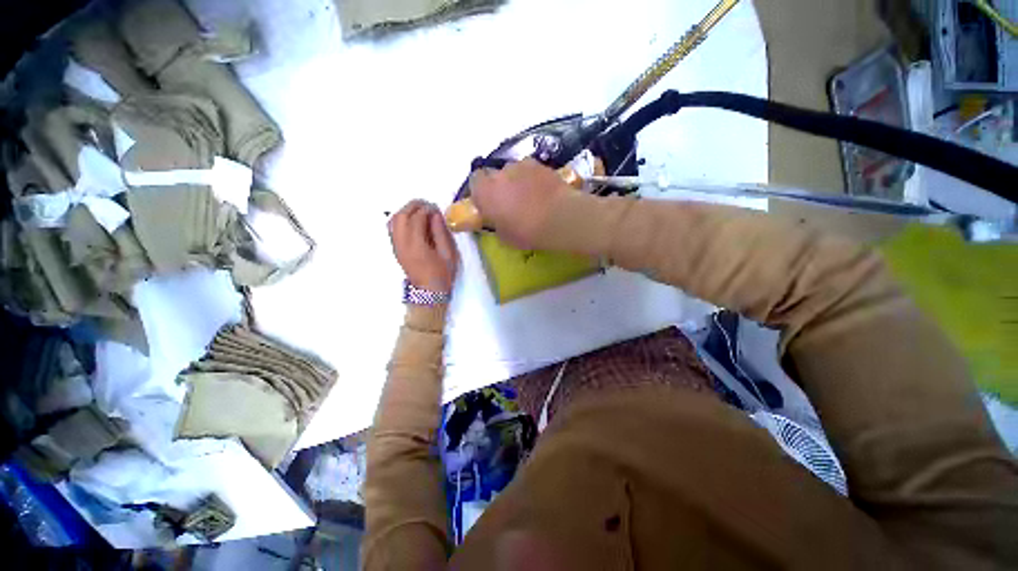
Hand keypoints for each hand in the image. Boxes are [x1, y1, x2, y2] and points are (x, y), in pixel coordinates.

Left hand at [389, 200, 459, 293]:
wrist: (429, 293)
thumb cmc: (442, 275)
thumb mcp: (448, 254)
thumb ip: (441, 232)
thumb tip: (435, 215)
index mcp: (417, 245)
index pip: (417, 218)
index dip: (426, 209)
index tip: (437, 208)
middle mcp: (402, 244)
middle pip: (401, 216)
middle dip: (413, 206)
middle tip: (427, 205)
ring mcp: (396, 246)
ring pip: (394, 220)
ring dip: (406, 211)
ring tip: (420, 210)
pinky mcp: (396, 249)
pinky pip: (392, 228)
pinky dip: (401, 219)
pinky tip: (412, 220)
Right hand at [469, 158, 570, 248]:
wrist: (558, 218)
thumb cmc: (527, 232)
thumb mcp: (504, 236)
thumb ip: (495, 223)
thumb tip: (496, 220)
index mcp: (486, 192)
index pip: (474, 182)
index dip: (480, 191)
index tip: (486, 201)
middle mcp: (499, 174)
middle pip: (493, 174)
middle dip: (497, 184)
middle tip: (506, 199)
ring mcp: (521, 165)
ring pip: (512, 170)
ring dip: (515, 180)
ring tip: (527, 194)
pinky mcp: (540, 164)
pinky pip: (530, 169)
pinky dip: (531, 177)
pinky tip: (540, 189)